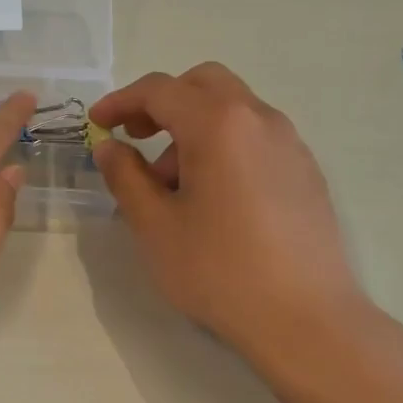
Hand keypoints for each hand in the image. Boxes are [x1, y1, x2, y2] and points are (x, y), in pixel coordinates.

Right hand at [90, 63, 375, 363]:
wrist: (304, 318)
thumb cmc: (218, 270)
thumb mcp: (154, 225)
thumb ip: (125, 176)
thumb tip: (110, 147)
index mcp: (218, 124)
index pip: (160, 90)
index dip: (121, 101)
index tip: (97, 124)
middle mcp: (259, 119)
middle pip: (204, 84)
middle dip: (162, 103)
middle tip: (136, 138)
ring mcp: (290, 144)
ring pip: (232, 110)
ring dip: (193, 127)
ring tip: (172, 186)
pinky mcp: (306, 171)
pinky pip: (255, 137)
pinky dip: (223, 145)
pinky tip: (212, 197)